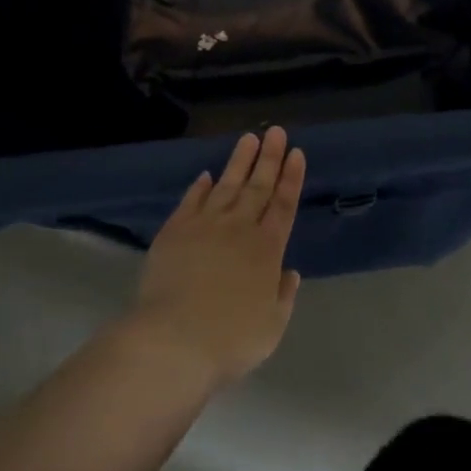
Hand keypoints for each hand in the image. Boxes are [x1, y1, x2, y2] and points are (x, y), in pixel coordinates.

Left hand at [128, 127, 304, 388]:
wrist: (174, 338)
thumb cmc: (229, 340)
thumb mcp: (271, 327)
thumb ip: (283, 296)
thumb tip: (289, 272)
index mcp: (266, 250)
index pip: (283, 205)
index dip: (291, 178)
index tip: (296, 152)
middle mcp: (239, 228)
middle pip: (257, 186)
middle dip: (269, 158)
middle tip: (275, 131)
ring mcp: (205, 225)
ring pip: (226, 185)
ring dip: (239, 161)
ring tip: (248, 138)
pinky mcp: (176, 230)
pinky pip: (192, 200)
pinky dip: (200, 186)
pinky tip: (207, 175)